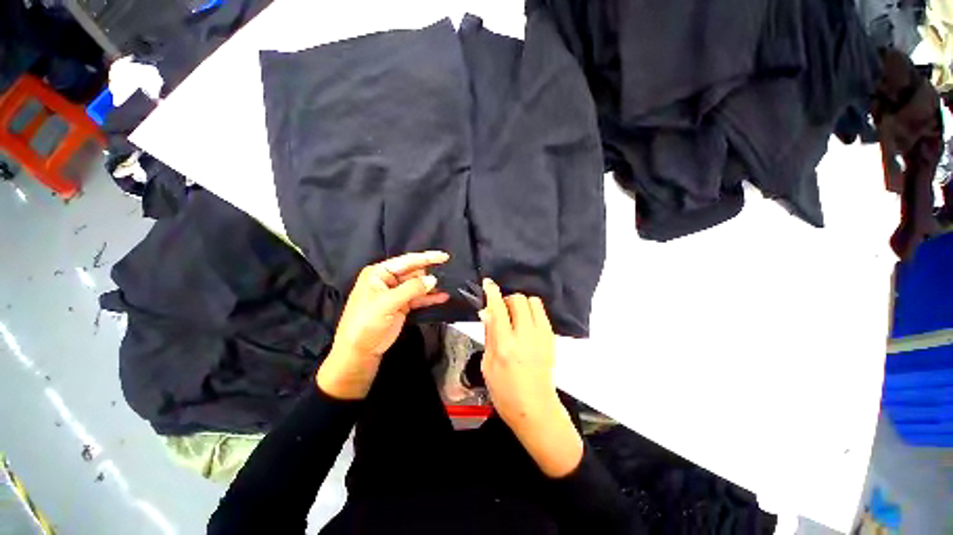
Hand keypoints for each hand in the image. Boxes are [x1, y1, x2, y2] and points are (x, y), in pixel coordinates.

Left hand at [317, 251, 449, 399]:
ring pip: (418, 285)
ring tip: (449, 285)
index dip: (426, 258)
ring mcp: (395, 293)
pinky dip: (430, 298)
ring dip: (431, 287)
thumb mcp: (387, 303)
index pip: (406, 261)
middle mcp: (388, 280)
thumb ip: (411, 289)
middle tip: (448, 274)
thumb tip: (433, 279)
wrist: (359, 351)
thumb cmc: (366, 323)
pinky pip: (419, 298)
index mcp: (379, 273)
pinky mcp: (401, 305)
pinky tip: (442, 297)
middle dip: (429, 273)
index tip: (444, 256)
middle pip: (413, 272)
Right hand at [479, 278, 581, 476]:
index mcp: (505, 345)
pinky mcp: (551, 338)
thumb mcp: (487, 364)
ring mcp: (542, 336)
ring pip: (533, 302)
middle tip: (501, 311)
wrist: (535, 408)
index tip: (488, 283)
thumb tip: (487, 312)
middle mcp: (525, 336)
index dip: (492, 292)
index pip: (498, 308)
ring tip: (515, 316)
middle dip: (507, 299)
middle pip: (518, 299)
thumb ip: (489, 335)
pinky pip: (542, 313)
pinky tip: (525, 324)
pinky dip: (531, 312)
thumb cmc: (505, 392)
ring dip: (521, 304)